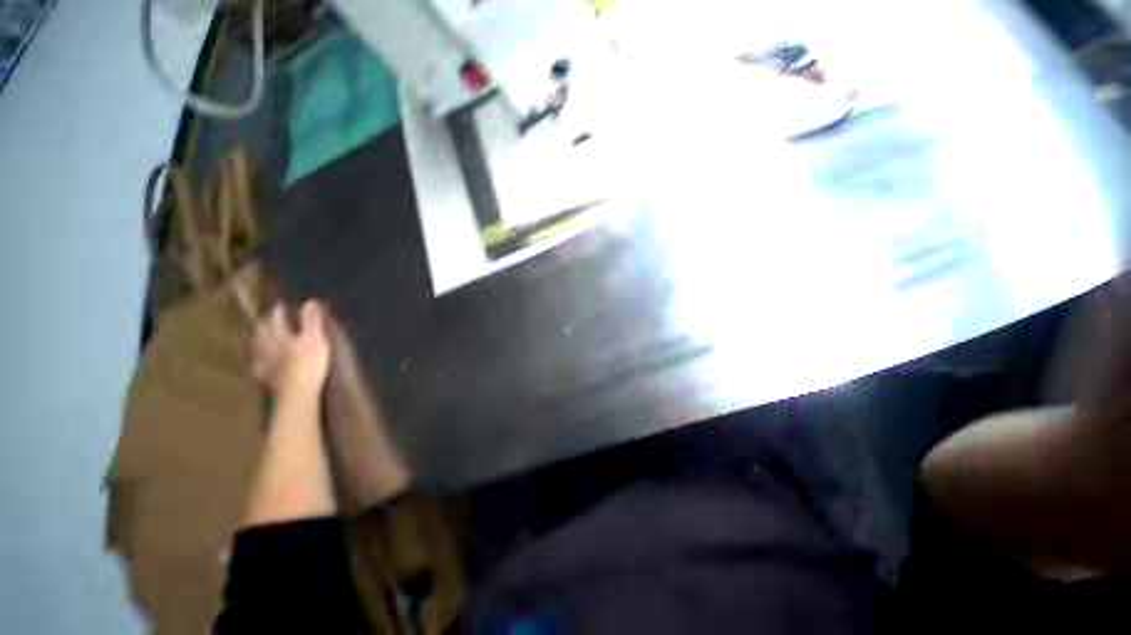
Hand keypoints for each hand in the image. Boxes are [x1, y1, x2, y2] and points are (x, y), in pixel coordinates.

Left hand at [251, 300, 330, 399]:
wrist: (296, 394)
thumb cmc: (308, 364)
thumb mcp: (315, 339)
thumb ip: (312, 321)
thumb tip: (310, 301)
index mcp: (278, 335)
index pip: (275, 317)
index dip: (279, 310)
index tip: (282, 304)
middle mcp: (265, 346)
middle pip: (261, 331)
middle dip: (265, 323)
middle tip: (268, 318)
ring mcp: (263, 363)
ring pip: (256, 346)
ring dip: (258, 339)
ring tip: (261, 336)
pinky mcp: (264, 378)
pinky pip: (258, 364)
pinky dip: (259, 360)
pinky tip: (261, 363)